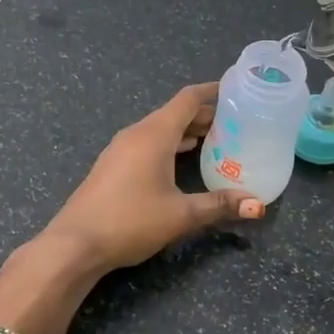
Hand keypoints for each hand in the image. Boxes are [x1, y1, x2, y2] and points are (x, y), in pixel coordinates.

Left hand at [41, 83, 265, 274]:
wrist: (74, 244)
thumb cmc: (130, 221)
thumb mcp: (181, 215)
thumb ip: (219, 205)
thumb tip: (258, 205)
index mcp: (154, 135)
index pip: (188, 99)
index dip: (212, 91)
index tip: (236, 89)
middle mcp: (136, 134)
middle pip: (175, 113)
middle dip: (205, 114)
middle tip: (236, 122)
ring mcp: (120, 149)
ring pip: (160, 129)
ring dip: (186, 131)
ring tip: (216, 140)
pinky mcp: (112, 166)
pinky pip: (147, 143)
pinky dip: (170, 144)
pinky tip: (181, 161)